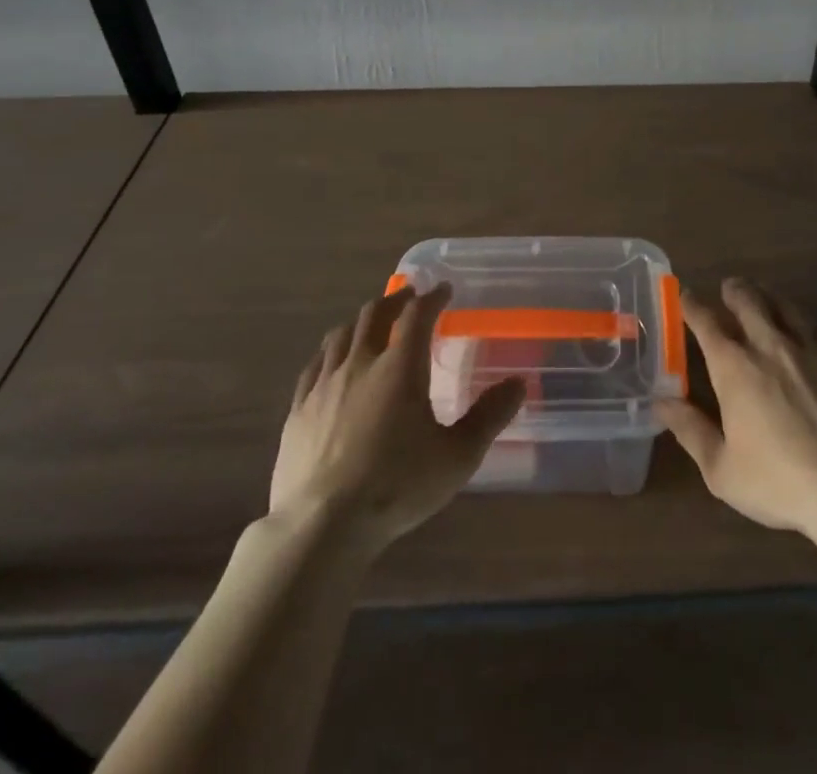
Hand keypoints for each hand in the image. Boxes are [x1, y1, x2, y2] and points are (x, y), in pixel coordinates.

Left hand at [268, 283, 525, 547]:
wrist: (321, 527)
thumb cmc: (397, 487)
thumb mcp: (458, 456)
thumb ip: (489, 416)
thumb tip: (518, 383)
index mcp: (400, 367)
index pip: (417, 315)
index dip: (432, 297)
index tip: (443, 289)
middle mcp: (360, 363)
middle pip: (374, 314)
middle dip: (395, 300)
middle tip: (409, 298)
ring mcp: (324, 384)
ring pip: (341, 334)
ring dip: (361, 321)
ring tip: (372, 323)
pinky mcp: (298, 409)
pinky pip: (315, 364)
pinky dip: (331, 350)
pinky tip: (332, 360)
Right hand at [658, 277, 816, 539]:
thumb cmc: (779, 481)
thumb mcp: (722, 469)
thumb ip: (690, 429)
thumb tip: (661, 402)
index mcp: (734, 366)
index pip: (707, 322)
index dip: (692, 306)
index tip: (685, 296)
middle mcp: (769, 345)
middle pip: (748, 301)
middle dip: (734, 290)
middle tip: (728, 288)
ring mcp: (809, 349)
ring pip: (784, 306)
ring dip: (767, 297)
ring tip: (762, 296)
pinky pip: (816, 329)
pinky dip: (801, 323)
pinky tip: (803, 331)